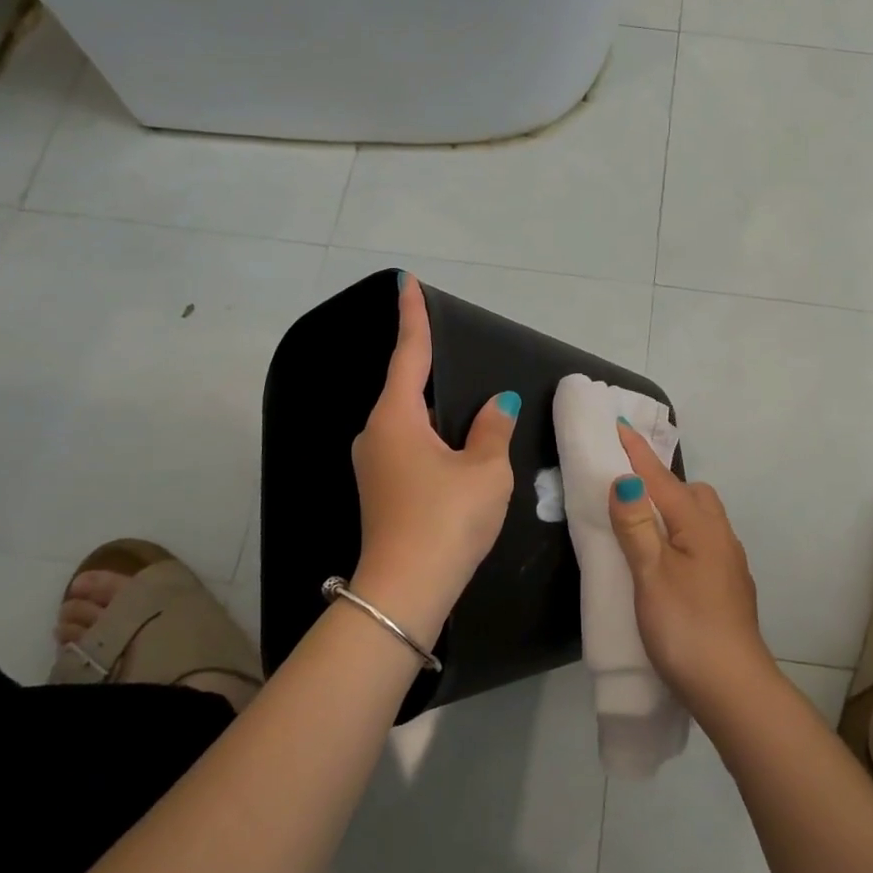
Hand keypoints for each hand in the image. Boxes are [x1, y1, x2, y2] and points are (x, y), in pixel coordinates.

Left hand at [350, 275, 517, 642]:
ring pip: (406, 421)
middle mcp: (376, 433)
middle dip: (425, 365)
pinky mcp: (380, 489)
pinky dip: (429, 436)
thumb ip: (492, 429)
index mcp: (397, 418)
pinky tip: (451, 447)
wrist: (405, 591)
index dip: (412, 316)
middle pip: (405, 387)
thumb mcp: (484, 470)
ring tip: (461, 401)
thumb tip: (498, 404)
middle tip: (446, 342)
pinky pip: (407, 445)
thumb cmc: (447, 519)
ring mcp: (373, 464)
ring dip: (431, 408)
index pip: (409, 353)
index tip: (406, 281)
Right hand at [608, 423, 775, 716]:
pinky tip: (668, 561)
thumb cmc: (686, 627)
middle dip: (662, 482)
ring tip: (644, 526)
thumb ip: (636, 526)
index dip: (638, 454)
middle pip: (692, 493)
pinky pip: (704, 542)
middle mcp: (720, 536)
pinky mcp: (730, 587)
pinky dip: (682, 536)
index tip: (620, 424)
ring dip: (674, 511)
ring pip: (701, 519)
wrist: (733, 689)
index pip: (662, 479)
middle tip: (629, 490)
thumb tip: (624, 480)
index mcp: (700, 526)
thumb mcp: (651, 574)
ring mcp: (729, 563)